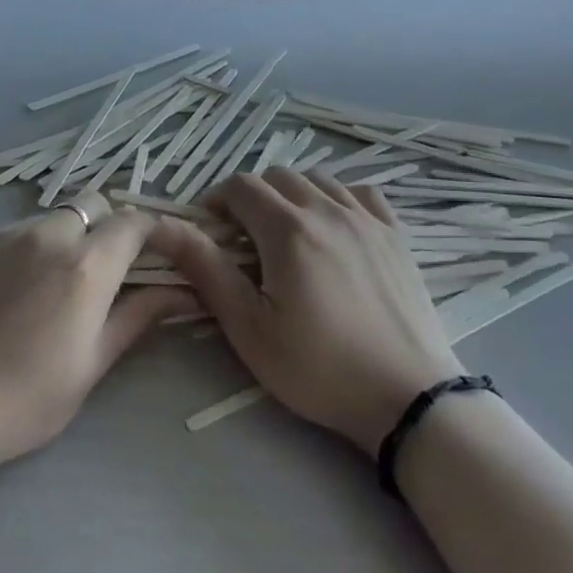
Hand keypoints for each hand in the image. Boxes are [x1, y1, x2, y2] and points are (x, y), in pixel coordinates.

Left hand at [0, 202, 197, 475]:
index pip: (134, 221)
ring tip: (43, 289)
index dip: (153, 230)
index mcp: (86, 265)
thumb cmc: (21, 401)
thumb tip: (182, 292)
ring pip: (49, 219)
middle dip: (106, 227)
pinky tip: (1, 295)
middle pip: (92, 205)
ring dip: (62, 240)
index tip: (158, 252)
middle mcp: (47, 234)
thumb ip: (137, 316)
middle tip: (99, 272)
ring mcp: (0, 234)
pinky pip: (8, 233)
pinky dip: (20, 251)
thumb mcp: (91, 365)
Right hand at [149, 170, 461, 455]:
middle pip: (278, 176)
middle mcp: (328, 209)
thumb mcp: (250, 328)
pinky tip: (334, 227)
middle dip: (252, 197)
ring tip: (288, 233)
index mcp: (288, 230)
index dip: (217, 200)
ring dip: (292, 194)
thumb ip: (207, 270)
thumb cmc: (319, 368)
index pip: (240, 187)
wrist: (406, 396)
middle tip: (245, 238)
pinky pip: (360, 193)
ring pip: (318, 179)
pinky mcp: (396, 234)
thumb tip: (166, 228)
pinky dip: (338, 198)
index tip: (210, 231)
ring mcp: (367, 218)